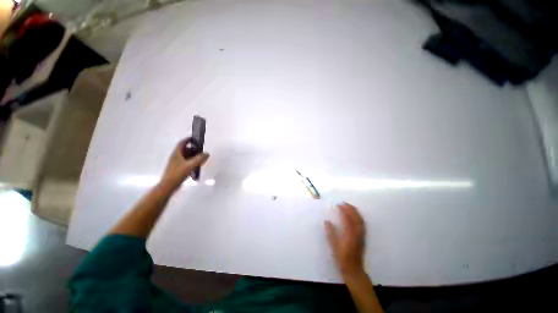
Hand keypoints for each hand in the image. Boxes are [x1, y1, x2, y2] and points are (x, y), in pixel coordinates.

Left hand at [161, 139, 208, 187]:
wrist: (169, 185)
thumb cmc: (178, 173)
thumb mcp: (191, 165)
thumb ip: (199, 159)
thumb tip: (206, 153)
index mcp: (177, 153)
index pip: (182, 143)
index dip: (188, 139)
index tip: (195, 138)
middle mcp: (175, 156)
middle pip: (184, 149)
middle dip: (192, 148)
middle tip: (200, 150)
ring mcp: (176, 163)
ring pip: (185, 156)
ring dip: (192, 155)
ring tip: (200, 158)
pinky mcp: (177, 168)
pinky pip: (185, 162)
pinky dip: (191, 161)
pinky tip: (195, 166)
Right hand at [325, 203, 365, 277]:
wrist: (354, 270)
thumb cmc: (342, 258)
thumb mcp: (334, 246)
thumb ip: (330, 233)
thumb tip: (326, 221)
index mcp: (350, 235)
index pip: (348, 219)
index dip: (343, 211)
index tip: (338, 205)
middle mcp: (358, 233)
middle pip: (356, 218)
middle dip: (350, 208)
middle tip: (344, 203)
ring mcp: (362, 235)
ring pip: (361, 220)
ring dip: (355, 212)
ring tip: (349, 206)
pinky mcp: (363, 237)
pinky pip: (362, 224)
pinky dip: (358, 217)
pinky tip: (354, 215)